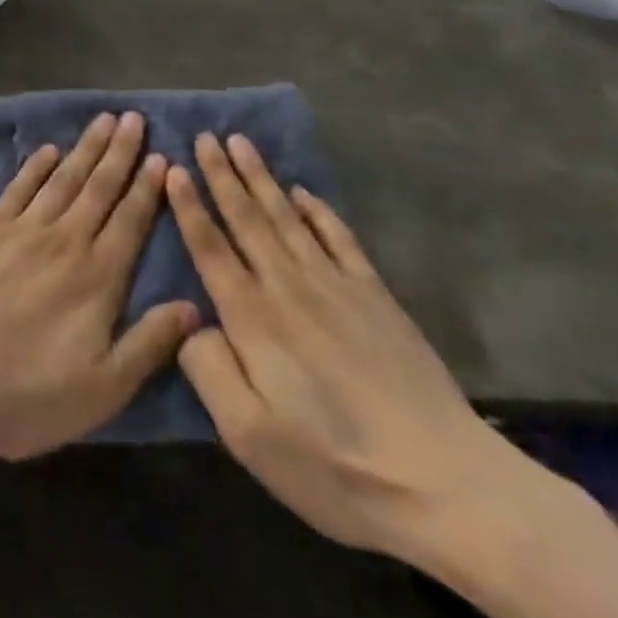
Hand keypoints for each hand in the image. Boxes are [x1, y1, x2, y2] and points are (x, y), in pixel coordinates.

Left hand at [0, 112, 198, 473]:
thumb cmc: (23, 394)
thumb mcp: (100, 390)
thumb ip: (148, 345)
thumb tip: (194, 308)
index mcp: (97, 277)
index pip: (131, 221)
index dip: (147, 188)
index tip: (161, 157)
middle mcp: (64, 241)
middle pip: (99, 188)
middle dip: (121, 152)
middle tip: (136, 118)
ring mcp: (22, 230)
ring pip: (63, 179)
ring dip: (86, 148)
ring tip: (104, 120)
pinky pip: (19, 187)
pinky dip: (36, 166)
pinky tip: (48, 150)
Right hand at [168, 134, 543, 576]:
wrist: (444, 482)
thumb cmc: (333, 466)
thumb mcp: (249, 436)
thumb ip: (209, 370)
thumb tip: (190, 324)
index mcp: (252, 318)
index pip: (211, 247)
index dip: (189, 207)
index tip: (173, 168)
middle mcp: (288, 286)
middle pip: (247, 218)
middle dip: (221, 175)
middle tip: (204, 136)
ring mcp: (336, 286)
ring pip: (287, 217)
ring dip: (260, 178)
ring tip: (240, 143)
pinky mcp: (375, 296)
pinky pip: (338, 238)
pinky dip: (318, 210)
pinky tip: (303, 192)